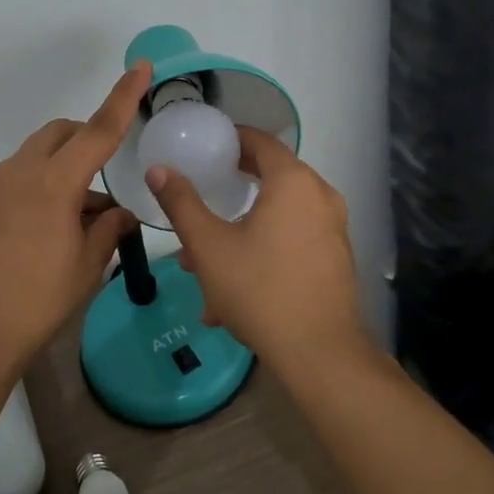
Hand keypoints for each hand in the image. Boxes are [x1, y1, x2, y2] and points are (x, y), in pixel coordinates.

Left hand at [0, 61, 151, 377]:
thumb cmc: (37, 301)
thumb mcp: (86, 266)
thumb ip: (108, 230)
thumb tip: (119, 214)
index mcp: (53, 182)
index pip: (98, 130)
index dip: (123, 97)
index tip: (140, 67)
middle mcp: (21, 172)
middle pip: (62, 133)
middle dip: (89, 137)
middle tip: (110, 172)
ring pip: (39, 154)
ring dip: (66, 166)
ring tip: (85, 216)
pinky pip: (21, 177)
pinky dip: (44, 183)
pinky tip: (53, 227)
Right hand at [148, 128, 364, 364]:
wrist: (319, 354)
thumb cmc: (260, 289)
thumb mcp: (209, 245)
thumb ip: (182, 203)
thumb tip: (159, 169)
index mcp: (293, 182)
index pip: (261, 141)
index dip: (231, 139)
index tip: (204, 147)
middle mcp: (320, 197)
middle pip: (270, 178)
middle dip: (230, 191)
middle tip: (200, 193)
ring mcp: (332, 230)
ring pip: (277, 216)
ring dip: (239, 230)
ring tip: (201, 262)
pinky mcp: (334, 259)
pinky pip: (291, 240)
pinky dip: (262, 250)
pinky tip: (229, 291)